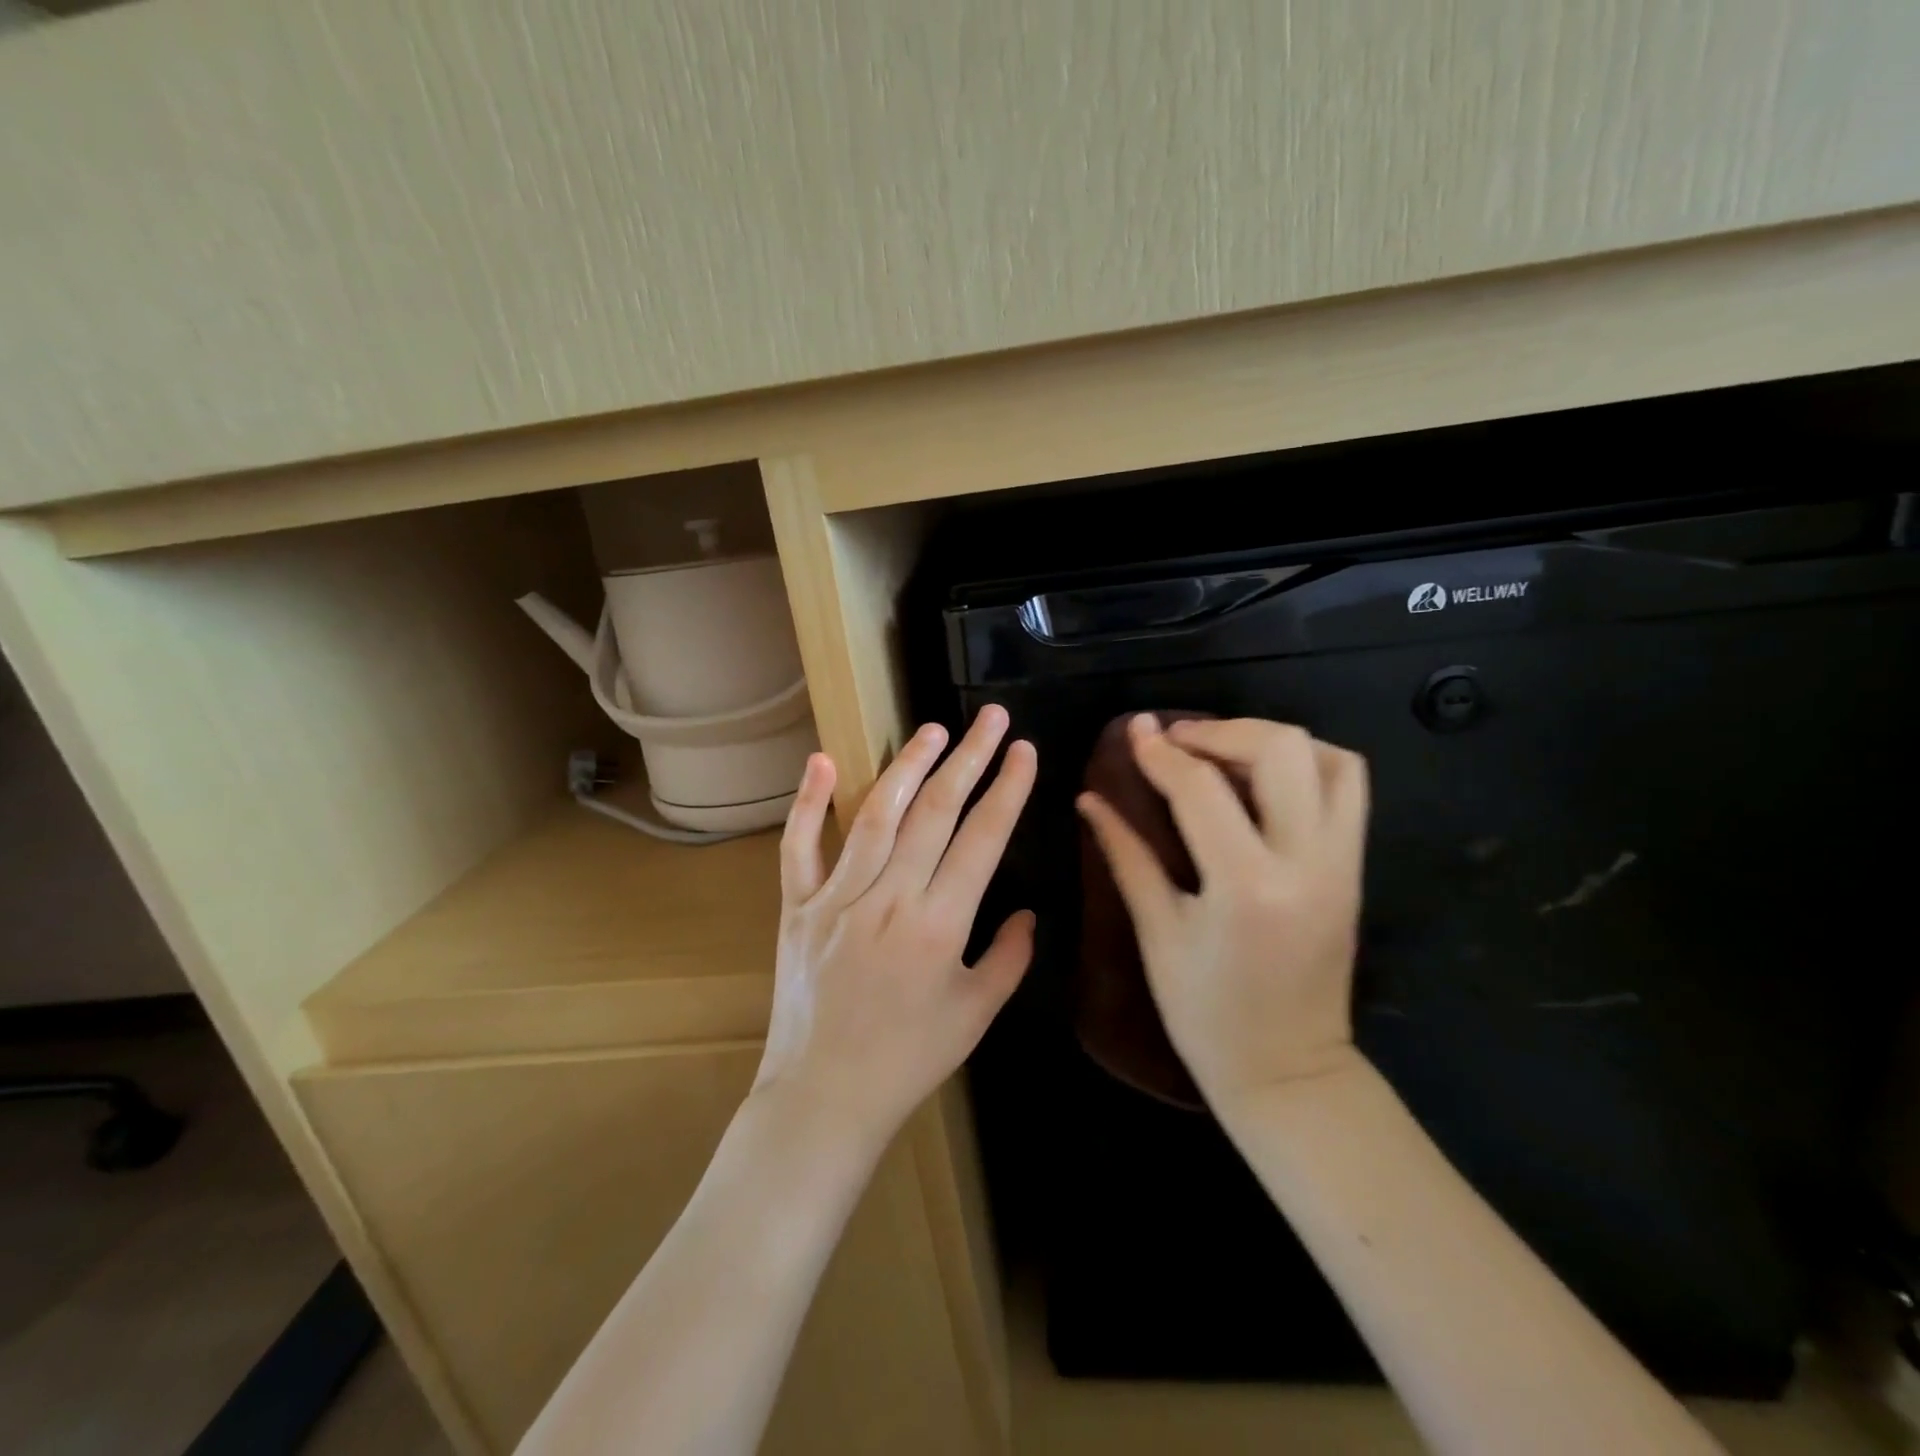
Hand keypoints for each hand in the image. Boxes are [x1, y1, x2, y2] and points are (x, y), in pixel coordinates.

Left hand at [754, 706, 1037, 1151]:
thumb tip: (1029, 912)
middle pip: (934, 812)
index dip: (1007, 790)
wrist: (824, 1097)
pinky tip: (824, 760)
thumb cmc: (909, 1059)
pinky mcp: (798, 906)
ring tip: (933, 729)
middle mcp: (889, 898)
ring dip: (907, 765)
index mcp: (938, 924)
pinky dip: (809, 802)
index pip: (982, 839)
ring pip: (876, 815)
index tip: (1024, 751)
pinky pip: (798, 846)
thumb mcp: (976, 1015)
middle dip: (969, 759)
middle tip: (990, 718)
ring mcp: (837, 897)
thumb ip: (1010, 958)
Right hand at [1077, 714, 1367, 1118]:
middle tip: (1178, 741)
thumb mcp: (1157, 932)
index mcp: (1246, 885)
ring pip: (1329, 758)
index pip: (1201, 789)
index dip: (1160, 752)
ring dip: (1270, 740)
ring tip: (1223, 750)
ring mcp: (1341, 863)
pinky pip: (1348, 788)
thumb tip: (1090, 800)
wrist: (1288, 1071)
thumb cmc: (1206, 1014)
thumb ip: (1126, 855)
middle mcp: (1306, 862)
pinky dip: (1308, 763)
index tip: (1135, 730)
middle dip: (1221, 731)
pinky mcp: (1354, 868)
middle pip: (1280, 750)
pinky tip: (1264, 777)